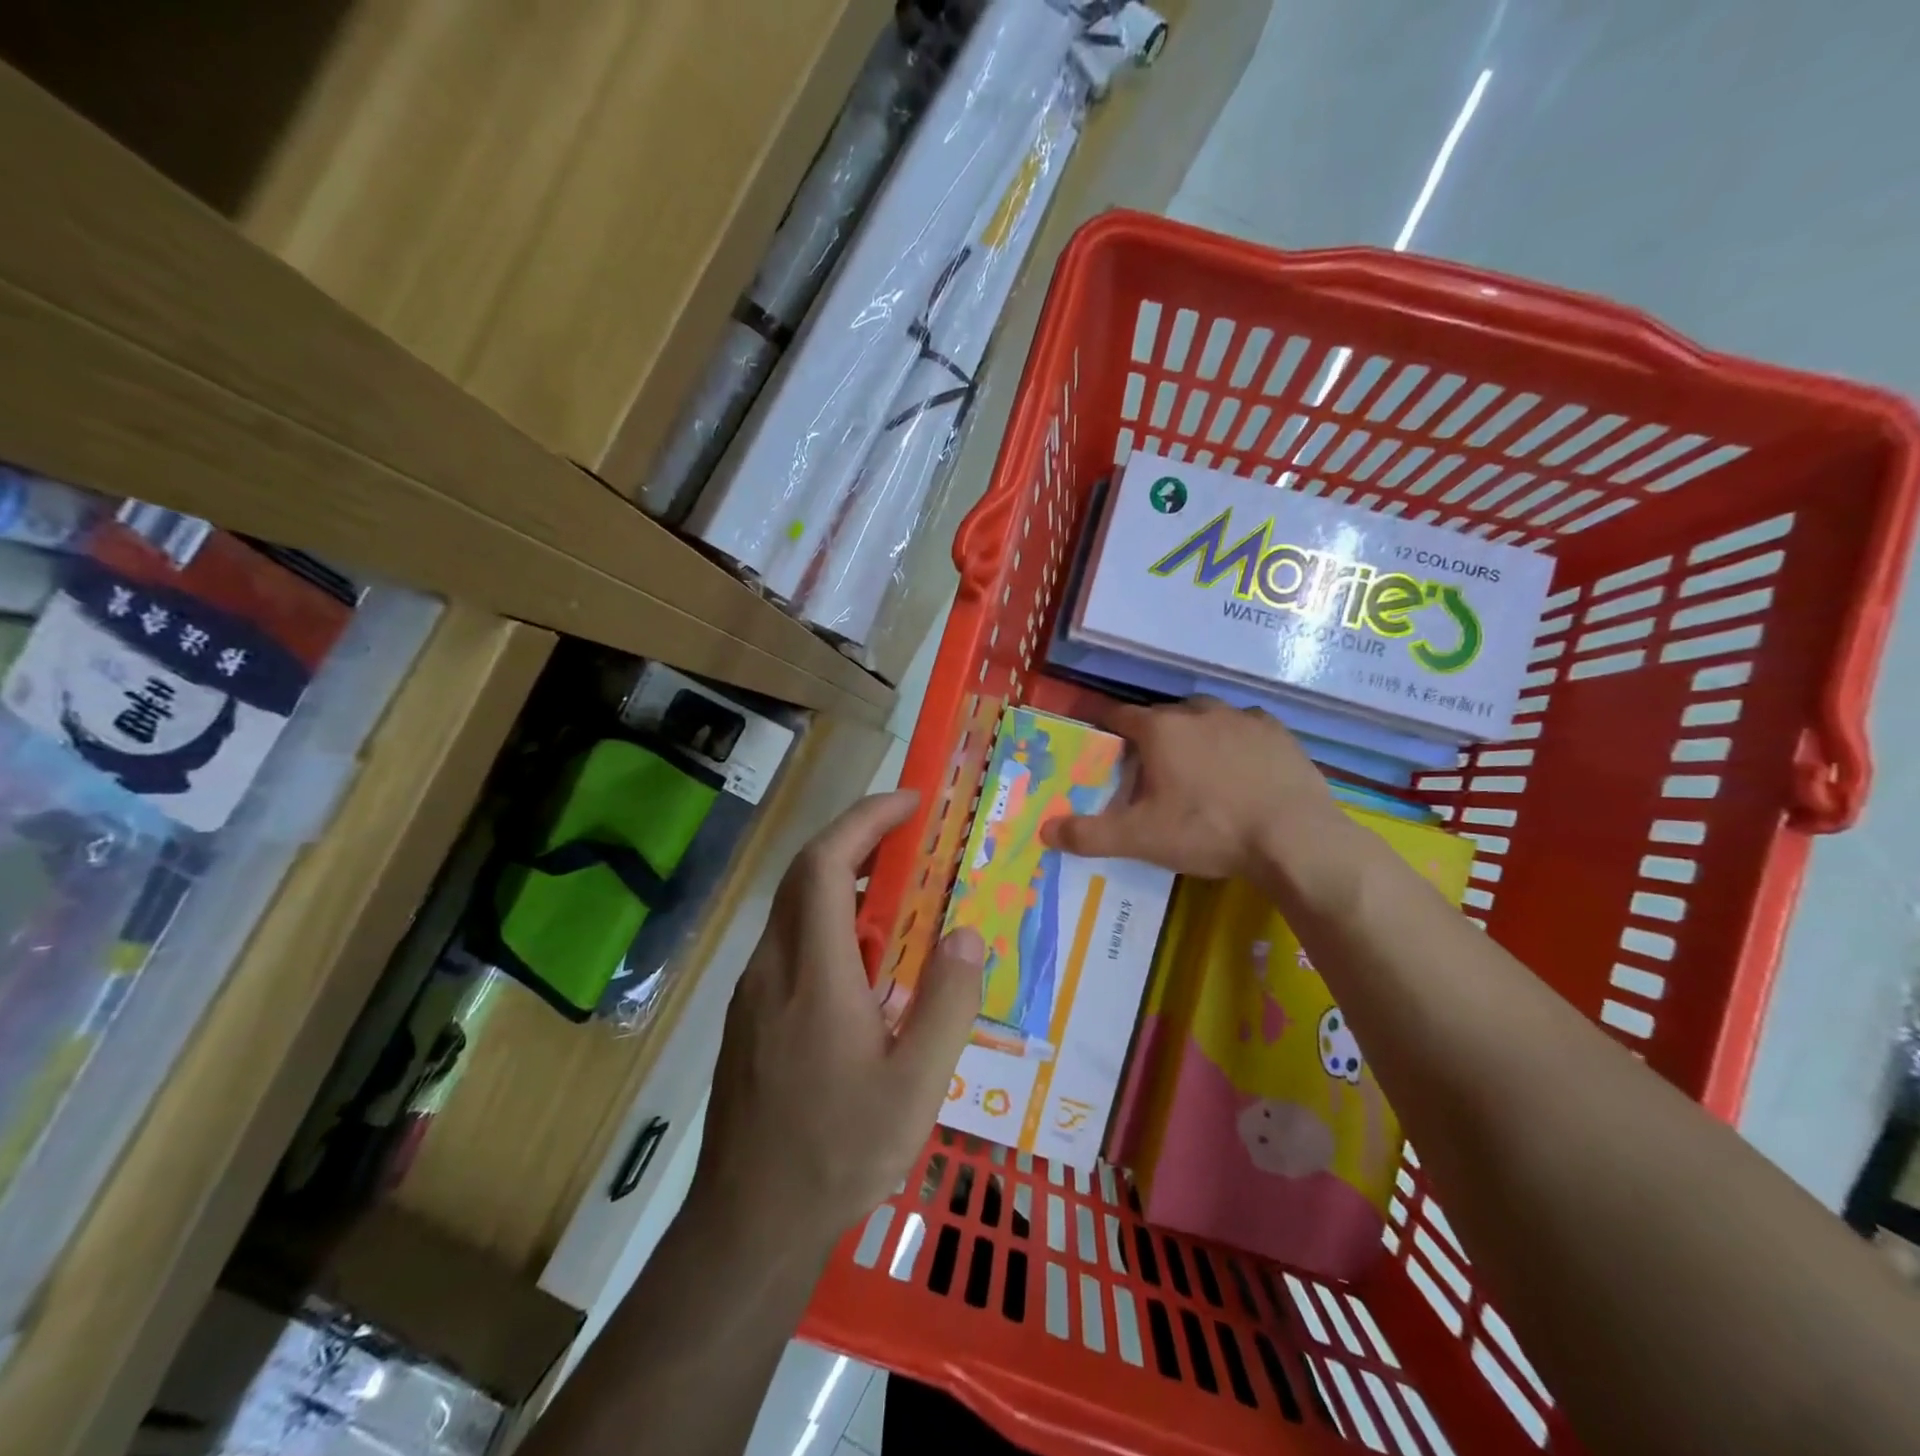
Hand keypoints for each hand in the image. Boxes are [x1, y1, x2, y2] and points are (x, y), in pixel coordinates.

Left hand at [695, 790, 984, 1246]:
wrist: (747, 1226)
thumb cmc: (837, 1154)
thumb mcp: (914, 1089)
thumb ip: (946, 1006)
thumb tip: (964, 935)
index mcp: (814, 974)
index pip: (825, 866)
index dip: (864, 821)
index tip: (910, 804)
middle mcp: (773, 968)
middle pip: (805, 875)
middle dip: (856, 838)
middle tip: (911, 836)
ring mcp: (753, 992)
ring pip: (794, 908)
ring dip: (842, 880)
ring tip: (898, 892)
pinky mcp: (748, 1016)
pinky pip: (789, 943)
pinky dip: (828, 921)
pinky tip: (864, 962)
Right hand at [1041, 697, 1344, 882]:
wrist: (1294, 838)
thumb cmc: (1208, 830)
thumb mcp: (1141, 839)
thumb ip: (1089, 834)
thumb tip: (1044, 829)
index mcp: (1160, 730)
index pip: (1118, 715)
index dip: (1103, 724)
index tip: (1098, 738)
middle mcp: (1198, 711)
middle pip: (1162, 715)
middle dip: (1151, 734)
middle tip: (1149, 767)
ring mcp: (1241, 717)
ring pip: (1205, 716)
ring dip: (1193, 733)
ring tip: (1195, 766)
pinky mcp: (1277, 731)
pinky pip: (1243, 727)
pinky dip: (1233, 740)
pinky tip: (1239, 766)